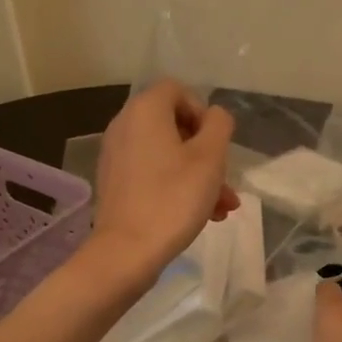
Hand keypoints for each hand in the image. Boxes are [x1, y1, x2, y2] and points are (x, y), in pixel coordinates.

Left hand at [87, 80, 238, 281]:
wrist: (127, 251)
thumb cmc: (173, 198)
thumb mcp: (210, 158)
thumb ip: (219, 126)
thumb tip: (214, 117)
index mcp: (145, 111)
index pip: (178, 90)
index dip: (203, 113)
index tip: (216, 145)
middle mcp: (125, 126)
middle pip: (174, 126)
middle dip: (207, 153)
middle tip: (225, 182)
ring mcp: (117, 156)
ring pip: (167, 155)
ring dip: (198, 176)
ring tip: (222, 208)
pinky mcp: (115, 183)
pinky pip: (152, 173)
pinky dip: (176, 186)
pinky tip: (202, 216)